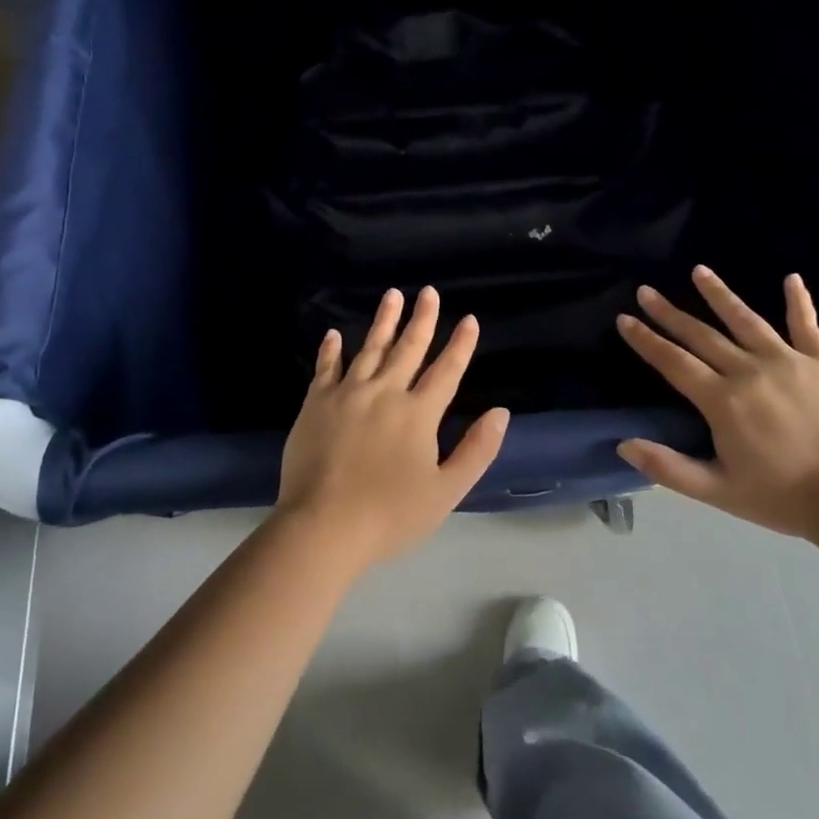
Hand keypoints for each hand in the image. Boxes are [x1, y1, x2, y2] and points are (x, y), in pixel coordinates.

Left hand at [276, 287, 508, 570]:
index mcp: (418, 414)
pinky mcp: (316, 404)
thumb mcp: (446, 492)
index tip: (469, 320)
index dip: (460, 345)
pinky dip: (331, 350)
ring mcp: (347, 394)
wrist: (322, 527)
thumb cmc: (389, 516)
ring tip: (393, 295)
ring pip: (370, 349)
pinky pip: (326, 368)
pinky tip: (335, 334)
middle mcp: (385, 393)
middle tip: (429, 292)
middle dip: (422, 319)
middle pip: (408, 349)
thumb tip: (501, 413)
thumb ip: (476, 451)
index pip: (446, 371)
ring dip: (384, 321)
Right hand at [614, 266, 818, 539]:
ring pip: (746, 320)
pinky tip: (791, 278)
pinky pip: (807, 326)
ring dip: (719, 294)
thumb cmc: (781, 497)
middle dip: (669, 312)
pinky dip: (799, 302)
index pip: (673, 362)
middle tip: (646, 291)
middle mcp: (750, 371)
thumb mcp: (717, 491)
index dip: (646, 340)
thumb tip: (623, 445)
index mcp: (722, 401)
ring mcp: (789, 362)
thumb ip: (668, 468)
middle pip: (701, 335)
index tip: (624, 319)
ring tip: (699, 270)